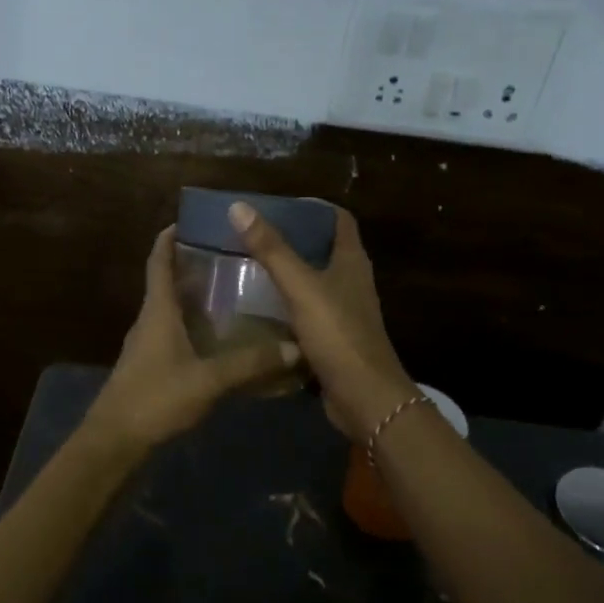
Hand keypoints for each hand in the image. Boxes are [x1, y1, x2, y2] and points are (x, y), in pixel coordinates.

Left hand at [84, 226, 301, 450]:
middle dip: (192, 265)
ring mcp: (147, 345)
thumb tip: (295, 348)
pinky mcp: (150, 367)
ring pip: (171, 310)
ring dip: (194, 297)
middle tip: (230, 255)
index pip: (158, 262)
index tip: (189, 219)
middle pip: (167, 282)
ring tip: (232, 291)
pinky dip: (194, 327)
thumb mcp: (208, 380)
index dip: (169, 238)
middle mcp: (149, 320)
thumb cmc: (155, 398)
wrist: (115, 441)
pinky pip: (174, 335)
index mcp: (157, 311)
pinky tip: (220, 338)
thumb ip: (250, 364)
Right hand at [228, 201, 415, 442]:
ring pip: (313, 282)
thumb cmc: (338, 334)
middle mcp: (351, 282)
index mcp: (351, 261)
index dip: (312, 208)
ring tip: (248, 267)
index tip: (278, 205)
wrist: (364, 397)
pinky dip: (286, 307)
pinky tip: (258, 309)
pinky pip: (306, 313)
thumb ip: (271, 249)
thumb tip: (239, 207)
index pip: (338, 219)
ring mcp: (344, 312)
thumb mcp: (301, 287)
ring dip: (287, 274)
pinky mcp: (333, 339)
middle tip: (253, 235)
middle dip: (292, 239)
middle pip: (323, 249)